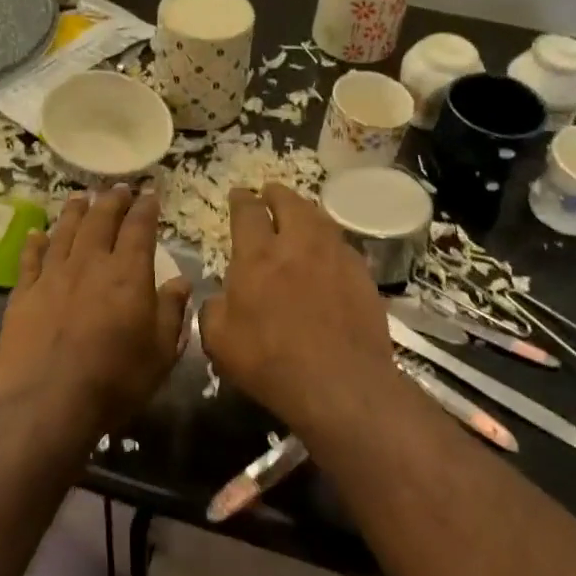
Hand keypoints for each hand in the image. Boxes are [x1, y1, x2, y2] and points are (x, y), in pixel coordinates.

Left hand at [0, 185, 192, 432]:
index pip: (139, 229)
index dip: (146, 208)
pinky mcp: (24, 294)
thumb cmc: (115, 380)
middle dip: (112, 200)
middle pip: (101, 221)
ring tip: (82, 197)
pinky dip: (35, 243)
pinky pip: (30, 259)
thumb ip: (172, 312)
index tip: (151, 193)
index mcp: (128, 274)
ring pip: (65, 232)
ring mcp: (53, 276)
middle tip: (119, 188)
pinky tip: (37, 233)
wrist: (48, 401)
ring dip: (76, 211)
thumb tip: (180, 281)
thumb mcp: (161, 352)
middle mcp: (90, 264)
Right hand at [200, 183, 403, 432]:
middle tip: (270, 192)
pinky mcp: (362, 276)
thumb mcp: (219, 342)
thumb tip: (219, 299)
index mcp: (257, 256)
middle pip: (289, 204)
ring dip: (306, 211)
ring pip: (320, 220)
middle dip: (276, 194)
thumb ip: (213, 311)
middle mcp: (297, 245)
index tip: (239, 193)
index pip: (247, 213)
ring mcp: (335, 258)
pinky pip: (343, 246)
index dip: (241, 199)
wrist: (340, 382)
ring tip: (300, 213)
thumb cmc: (270, 362)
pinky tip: (329, 252)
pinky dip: (330, 241)